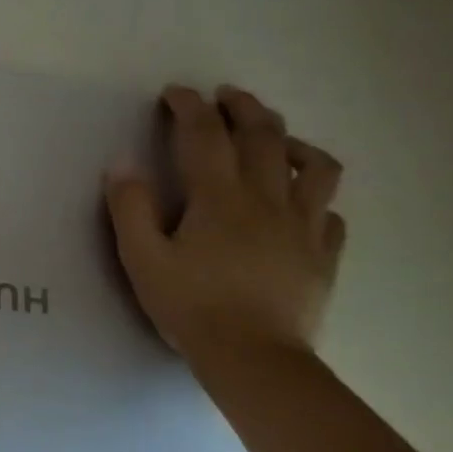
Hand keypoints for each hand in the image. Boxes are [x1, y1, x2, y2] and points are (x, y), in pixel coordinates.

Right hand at [105, 85, 344, 366]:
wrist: (255, 358)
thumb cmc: (190, 306)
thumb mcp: (142, 258)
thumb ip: (130, 208)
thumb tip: (122, 163)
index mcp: (219, 198)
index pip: (204, 135)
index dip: (189, 107)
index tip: (175, 93)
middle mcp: (267, 200)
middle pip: (264, 137)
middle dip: (243, 108)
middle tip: (226, 96)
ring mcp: (303, 226)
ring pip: (315, 166)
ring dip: (292, 140)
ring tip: (276, 139)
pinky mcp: (323, 254)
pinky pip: (329, 211)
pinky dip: (314, 194)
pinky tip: (300, 201)